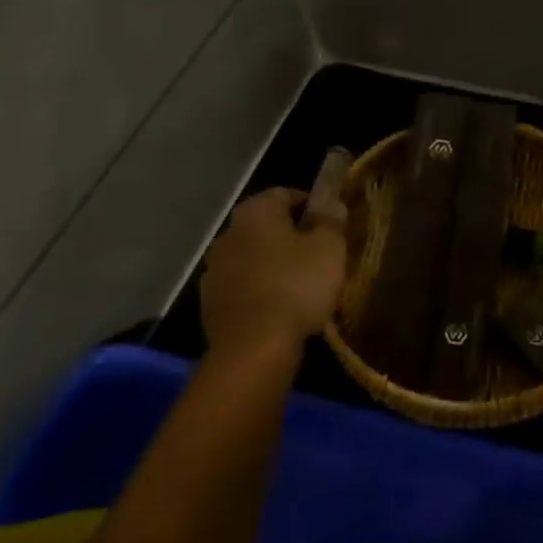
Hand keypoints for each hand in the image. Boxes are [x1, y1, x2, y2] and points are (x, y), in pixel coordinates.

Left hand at [199, 188, 347, 358]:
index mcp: (255, 212)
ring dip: (274, 265)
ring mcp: (215, 271)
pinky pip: (243, 287)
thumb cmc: (296, 286)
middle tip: (319, 254)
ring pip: (253, 258)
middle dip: (291, 236)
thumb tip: (332, 202)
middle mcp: (228, 234)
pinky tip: (281, 308)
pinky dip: (261, 291)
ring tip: (302, 285)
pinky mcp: (210, 304)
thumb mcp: (329, 248)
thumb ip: (331, 221)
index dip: (311, 205)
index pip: (285, 194)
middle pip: (266, 226)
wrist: (253, 349)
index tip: (330, 224)